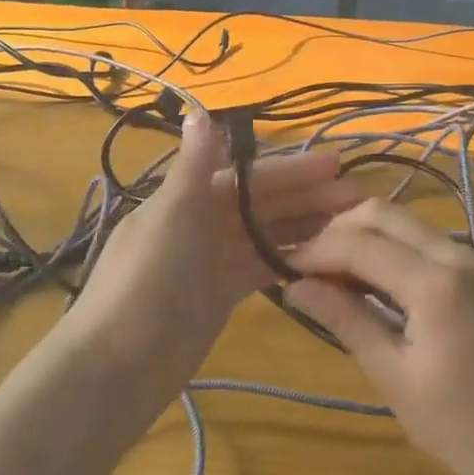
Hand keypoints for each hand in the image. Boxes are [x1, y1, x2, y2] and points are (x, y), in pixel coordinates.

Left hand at [60, 109, 362, 440]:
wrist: (116, 366)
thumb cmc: (145, 281)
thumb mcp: (171, 215)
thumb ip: (193, 165)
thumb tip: (200, 108)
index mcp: (186, 198)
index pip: (247, 175)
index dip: (290, 169)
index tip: (334, 164)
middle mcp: (199, 223)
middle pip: (260, 203)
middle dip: (305, 197)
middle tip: (356, 196)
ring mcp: (209, 262)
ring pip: (263, 235)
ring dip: (302, 227)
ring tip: (349, 226)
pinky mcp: (218, 297)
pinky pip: (258, 269)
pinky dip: (285, 260)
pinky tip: (321, 258)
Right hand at [284, 200, 473, 474]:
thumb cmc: (461, 428)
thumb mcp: (394, 377)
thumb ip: (346, 320)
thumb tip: (295, 286)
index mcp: (437, 283)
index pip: (360, 244)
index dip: (317, 250)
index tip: (284, 266)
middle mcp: (461, 254)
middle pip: (384, 214)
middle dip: (339, 231)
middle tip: (309, 265)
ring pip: (407, 222)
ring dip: (366, 236)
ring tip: (335, 273)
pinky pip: (430, 240)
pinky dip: (395, 248)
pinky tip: (377, 279)